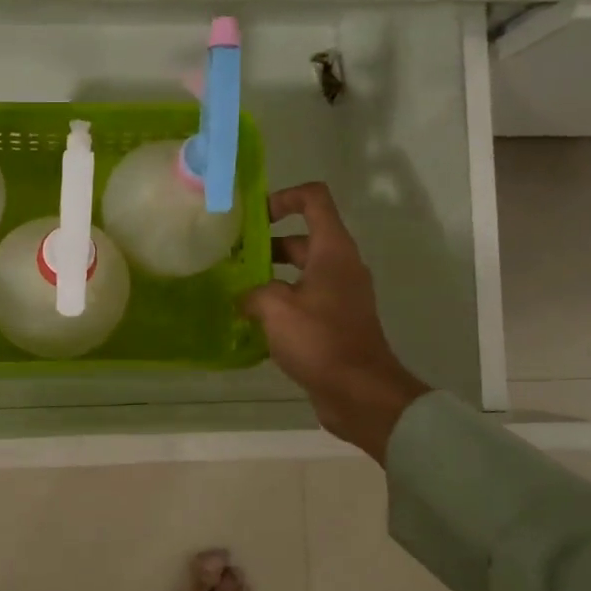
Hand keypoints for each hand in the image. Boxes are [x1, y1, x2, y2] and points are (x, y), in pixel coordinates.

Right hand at [241, 182, 430, 462]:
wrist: (359, 393)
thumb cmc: (320, 340)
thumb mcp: (276, 308)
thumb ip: (253, 292)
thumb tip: (244, 298)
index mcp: (332, 251)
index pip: (314, 200)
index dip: (283, 197)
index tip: (253, 217)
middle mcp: (340, 267)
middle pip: (302, 238)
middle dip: (266, 243)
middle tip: (231, 258)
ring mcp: (340, 296)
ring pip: (300, 272)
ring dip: (269, 275)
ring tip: (235, 289)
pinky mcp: (335, 323)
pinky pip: (303, 300)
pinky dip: (280, 302)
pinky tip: (253, 321)